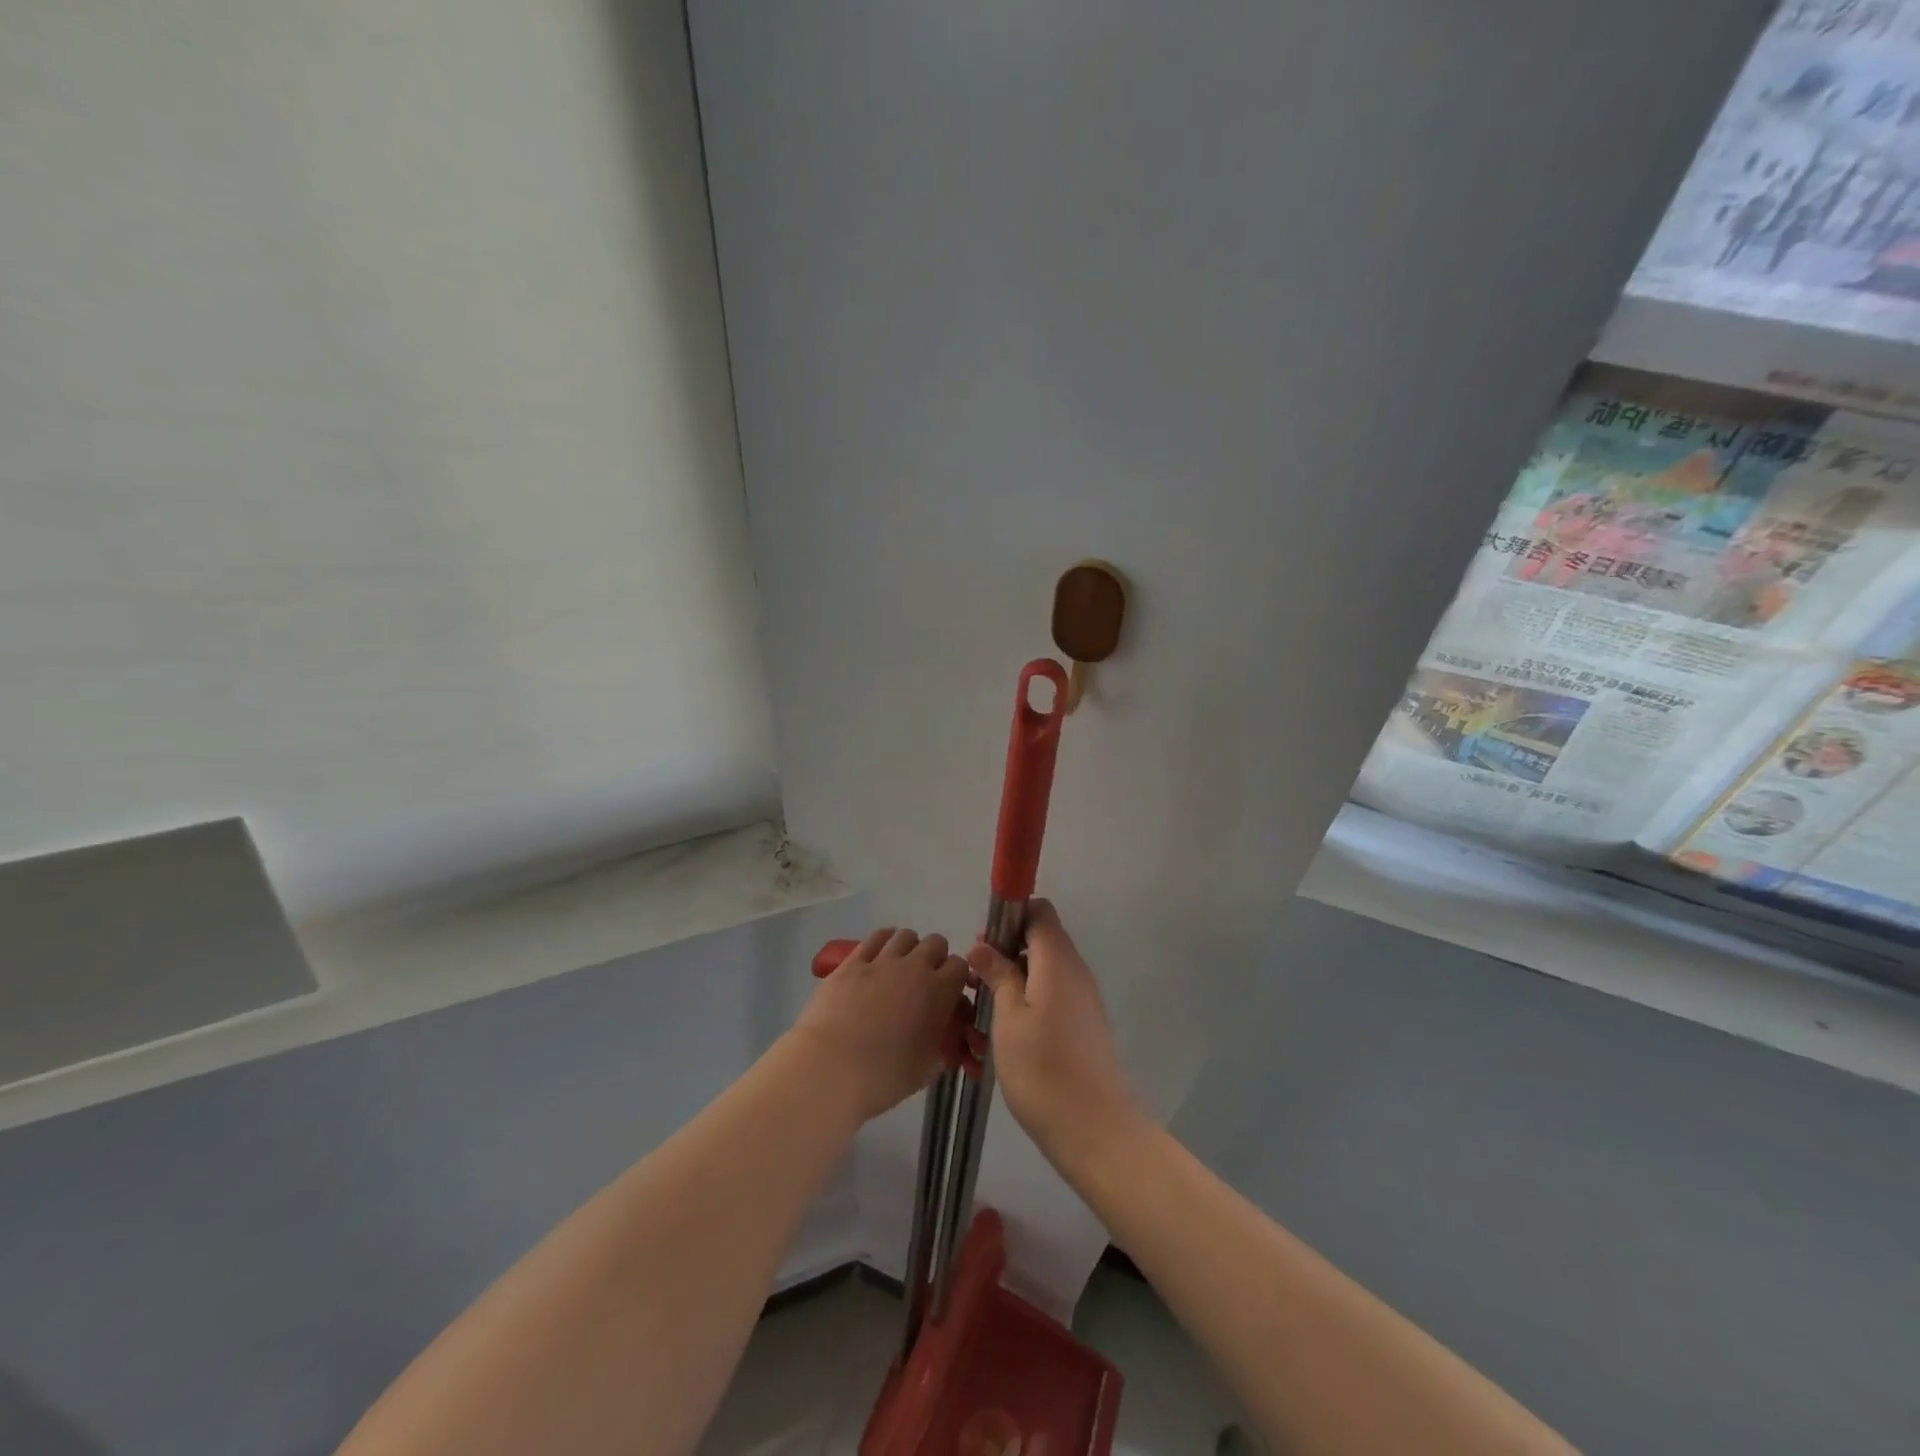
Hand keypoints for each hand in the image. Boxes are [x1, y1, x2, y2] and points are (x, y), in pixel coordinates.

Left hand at [790, 927, 968, 1122]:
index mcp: (939, 992)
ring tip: (900, 967)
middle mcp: (915, 968)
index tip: (949, 993)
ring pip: (905, 935)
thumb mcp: (927, 1068)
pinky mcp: (852, 962)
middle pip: (936, 942)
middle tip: (925, 980)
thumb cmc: (885, 1076)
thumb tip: (942, 1042)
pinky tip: (878, 956)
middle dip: (935, 957)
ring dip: (909, 948)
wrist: (832, 1068)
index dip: (957, 977)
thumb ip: (941, 1047)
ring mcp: (882, 961)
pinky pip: (874, 938)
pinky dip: (882, 942)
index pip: (960, 966)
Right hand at [967, 900, 1141, 1164]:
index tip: (983, 944)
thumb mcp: (1008, 1018)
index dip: (1010, 916)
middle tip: (975, 980)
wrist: (1093, 1128)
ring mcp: (1082, 998)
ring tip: (982, 1008)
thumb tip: (982, 946)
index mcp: (1057, 960)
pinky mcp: (1082, 1023)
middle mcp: (1075, 971)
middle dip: (1005, 950)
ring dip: (1013, 978)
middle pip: (1041, 939)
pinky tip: (1004, 1030)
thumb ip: (998, 975)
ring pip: (1043, 969)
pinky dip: (1027, 1000)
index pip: (1039, 911)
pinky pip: (1052, 994)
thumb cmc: (1042, 1069)